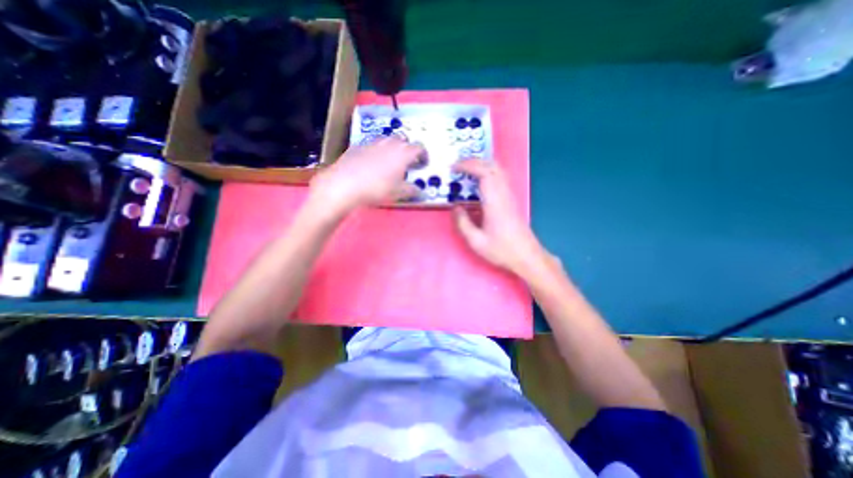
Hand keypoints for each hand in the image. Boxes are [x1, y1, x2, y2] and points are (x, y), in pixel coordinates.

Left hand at [311, 136, 425, 216]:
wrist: (345, 184)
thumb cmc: (377, 188)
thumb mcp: (398, 193)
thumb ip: (412, 190)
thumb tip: (421, 192)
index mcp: (402, 153)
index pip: (419, 148)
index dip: (424, 155)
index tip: (424, 163)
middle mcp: (389, 144)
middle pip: (403, 140)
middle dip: (407, 149)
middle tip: (407, 161)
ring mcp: (372, 143)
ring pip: (386, 140)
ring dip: (392, 148)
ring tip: (390, 160)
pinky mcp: (357, 147)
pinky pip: (371, 145)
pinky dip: (376, 151)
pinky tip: (371, 162)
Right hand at [453, 158, 544, 273]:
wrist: (527, 256)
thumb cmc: (502, 250)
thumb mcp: (476, 241)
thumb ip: (463, 223)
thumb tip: (455, 207)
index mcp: (495, 202)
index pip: (484, 173)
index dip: (468, 166)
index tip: (454, 167)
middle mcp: (504, 194)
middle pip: (493, 166)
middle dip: (474, 161)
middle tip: (458, 166)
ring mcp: (510, 196)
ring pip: (498, 170)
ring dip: (482, 165)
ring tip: (466, 171)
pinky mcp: (511, 200)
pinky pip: (500, 178)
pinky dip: (488, 173)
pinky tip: (479, 182)